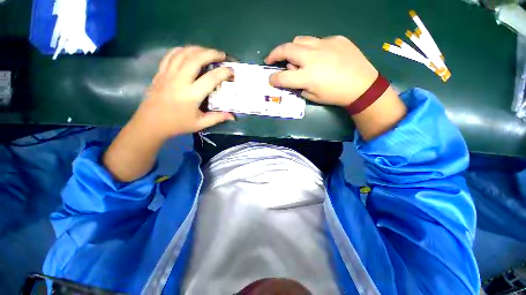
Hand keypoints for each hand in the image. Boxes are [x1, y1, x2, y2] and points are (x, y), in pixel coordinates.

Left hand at [132, 46, 233, 139]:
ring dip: (198, 49)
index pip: (211, 78)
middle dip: (212, 53)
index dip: (224, 72)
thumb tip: (232, 116)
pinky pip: (171, 55)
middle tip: (222, 55)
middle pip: (196, 58)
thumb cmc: (177, 124)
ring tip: (208, 52)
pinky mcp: (160, 72)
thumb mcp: (200, 124)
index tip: (232, 71)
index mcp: (191, 94)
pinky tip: (189, 52)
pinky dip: (182, 50)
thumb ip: (217, 118)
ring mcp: (168, 74)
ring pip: (183, 53)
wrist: (151, 123)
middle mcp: (180, 80)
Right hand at [265, 35, 378, 105]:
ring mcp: (325, 44)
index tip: (270, 79)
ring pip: (300, 40)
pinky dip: (312, 48)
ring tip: (293, 56)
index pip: (282, 77)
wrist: (362, 85)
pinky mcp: (336, 39)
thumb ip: (299, 86)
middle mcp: (313, 57)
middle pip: (286, 49)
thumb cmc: (335, 95)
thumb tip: (292, 74)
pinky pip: (317, 41)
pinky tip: (319, 56)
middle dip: (274, 54)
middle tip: (270, 59)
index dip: (273, 79)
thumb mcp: (313, 96)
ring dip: (292, 48)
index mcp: (307, 76)